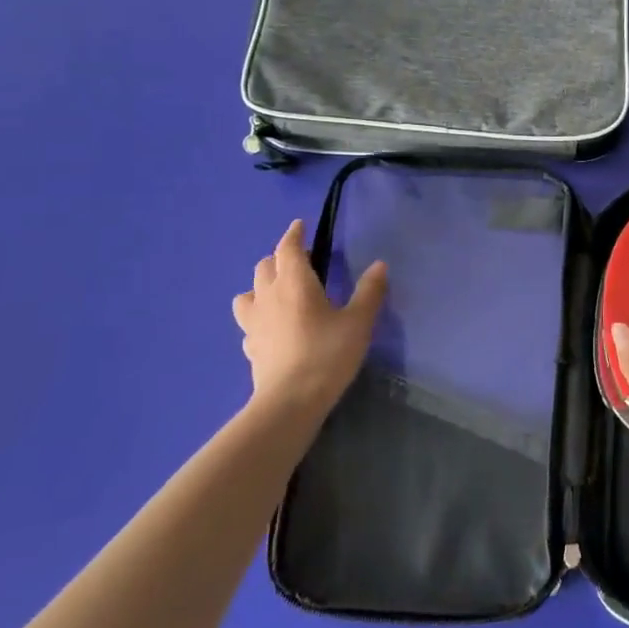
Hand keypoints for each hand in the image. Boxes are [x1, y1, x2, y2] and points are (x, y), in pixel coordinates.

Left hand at [233, 219, 387, 414]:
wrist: (290, 401)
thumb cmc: (327, 354)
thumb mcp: (359, 322)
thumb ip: (369, 291)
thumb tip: (379, 265)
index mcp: (294, 282)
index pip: (287, 248)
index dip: (294, 234)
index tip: (299, 226)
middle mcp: (268, 296)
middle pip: (265, 266)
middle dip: (280, 258)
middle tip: (299, 262)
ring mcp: (253, 322)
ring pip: (248, 292)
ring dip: (261, 285)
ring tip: (278, 293)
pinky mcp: (249, 346)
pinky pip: (249, 321)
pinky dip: (259, 316)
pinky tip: (271, 328)